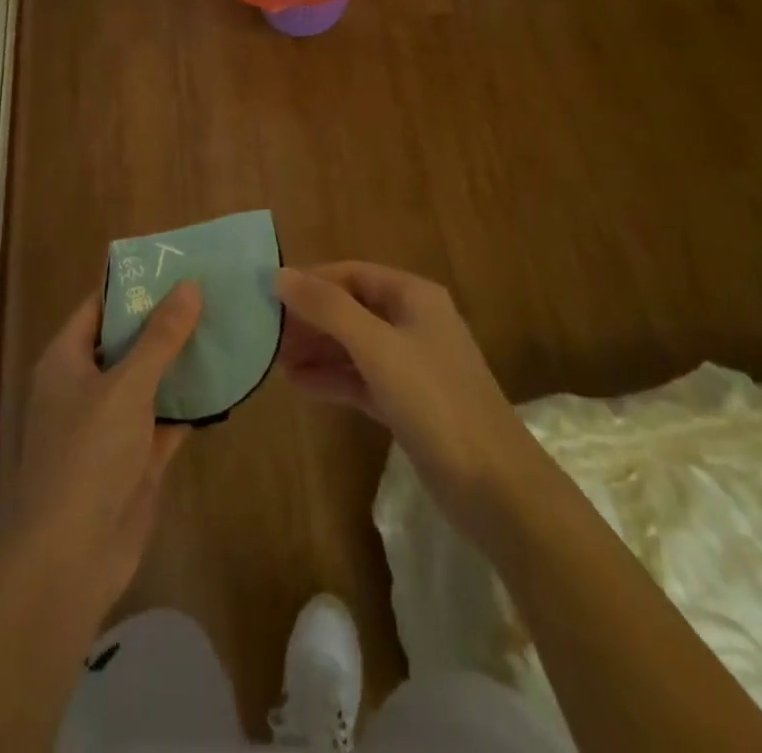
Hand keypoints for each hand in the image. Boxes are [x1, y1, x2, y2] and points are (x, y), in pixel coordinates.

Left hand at [0, 283, 202, 617]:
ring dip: (181, 361)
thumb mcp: (126, 386)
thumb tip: (189, 285)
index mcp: (67, 361)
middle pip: (128, 342)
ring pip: (150, 380)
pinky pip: (166, 418)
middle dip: (166, 321)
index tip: (176, 264)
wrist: (72, 559)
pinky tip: (225, 381)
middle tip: (211, 290)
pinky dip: (190, 402)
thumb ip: (160, 336)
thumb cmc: (88, 456)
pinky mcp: (135, 458)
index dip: (134, 286)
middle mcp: (85, 387)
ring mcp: (110, 425)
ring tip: (225, 326)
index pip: (99, 307)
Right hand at [275, 263, 539, 542]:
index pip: (351, 273)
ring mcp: (411, 364)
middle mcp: (413, 321)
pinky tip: (297, 384)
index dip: (310, 281)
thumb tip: (280, 275)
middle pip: (351, 307)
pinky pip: (360, 378)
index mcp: (413, 296)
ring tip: (273, 360)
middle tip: (265, 333)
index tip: (267, 295)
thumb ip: (328, 308)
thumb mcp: (377, 347)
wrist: (496, 487)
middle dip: (310, 318)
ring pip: (353, 345)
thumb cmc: (436, 402)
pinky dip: (331, 379)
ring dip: (316, 349)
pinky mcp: (407, 402)